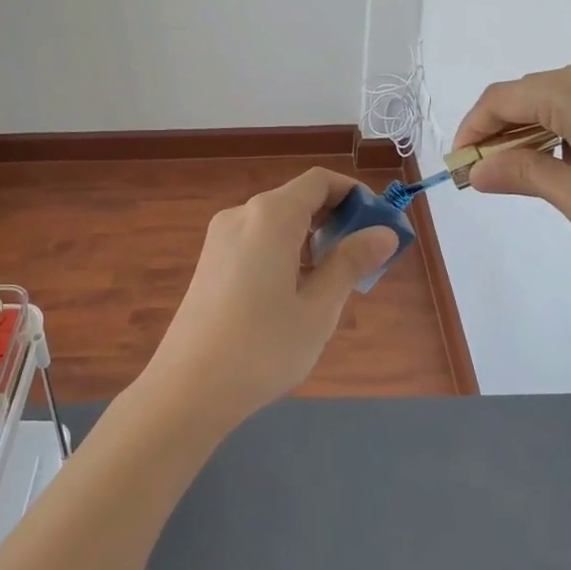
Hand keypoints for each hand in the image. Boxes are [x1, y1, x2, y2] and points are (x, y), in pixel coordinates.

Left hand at [138, 168, 397, 431]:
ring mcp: (220, 238)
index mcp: (270, 216)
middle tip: (365, 260)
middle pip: (298, 199)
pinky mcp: (210, 261)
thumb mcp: (318, 308)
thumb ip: (351, 263)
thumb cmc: (262, 348)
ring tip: (334, 283)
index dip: (354, 194)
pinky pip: (257, 241)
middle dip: (336, 220)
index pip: (319, 181)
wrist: (186, 388)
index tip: (379, 225)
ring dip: (311, 239)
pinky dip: (285, 252)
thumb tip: (383, 233)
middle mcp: (242, 215)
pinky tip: (295, 293)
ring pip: (277, 223)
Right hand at [455, 54, 570, 285]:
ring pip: (563, 97)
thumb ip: (523, 175)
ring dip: (538, 130)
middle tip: (491, 178)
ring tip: (534, 177)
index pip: (501, 99)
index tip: (461, 168)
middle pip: (532, 93)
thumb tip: (477, 169)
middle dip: (504, 132)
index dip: (472, 130)